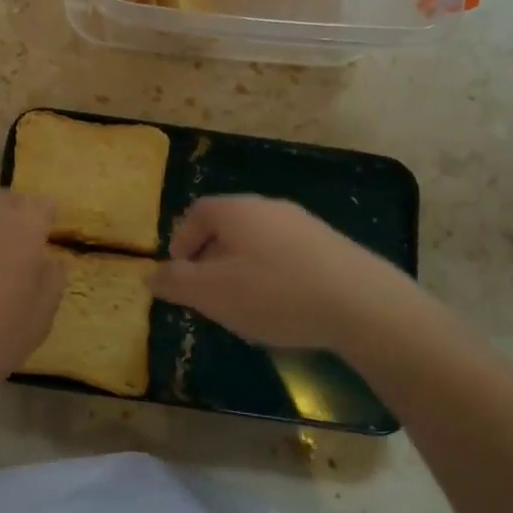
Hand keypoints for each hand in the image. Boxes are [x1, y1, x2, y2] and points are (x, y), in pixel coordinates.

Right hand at [150, 195, 428, 349]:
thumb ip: (176, 282)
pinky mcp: (331, 245)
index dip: (182, 240)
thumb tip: (150, 274)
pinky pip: (287, 253)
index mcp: (236, 211)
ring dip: (243, 266)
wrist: (362, 303)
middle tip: (208, 292)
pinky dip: (274, 273)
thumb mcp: (212, 294)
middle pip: (228, 224)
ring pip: (258, 240)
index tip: (180, 272)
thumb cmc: (275, 294)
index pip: (197, 212)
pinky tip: (284, 305)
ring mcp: (304, 223)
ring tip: (244, 303)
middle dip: (211, 256)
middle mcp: (269, 207)